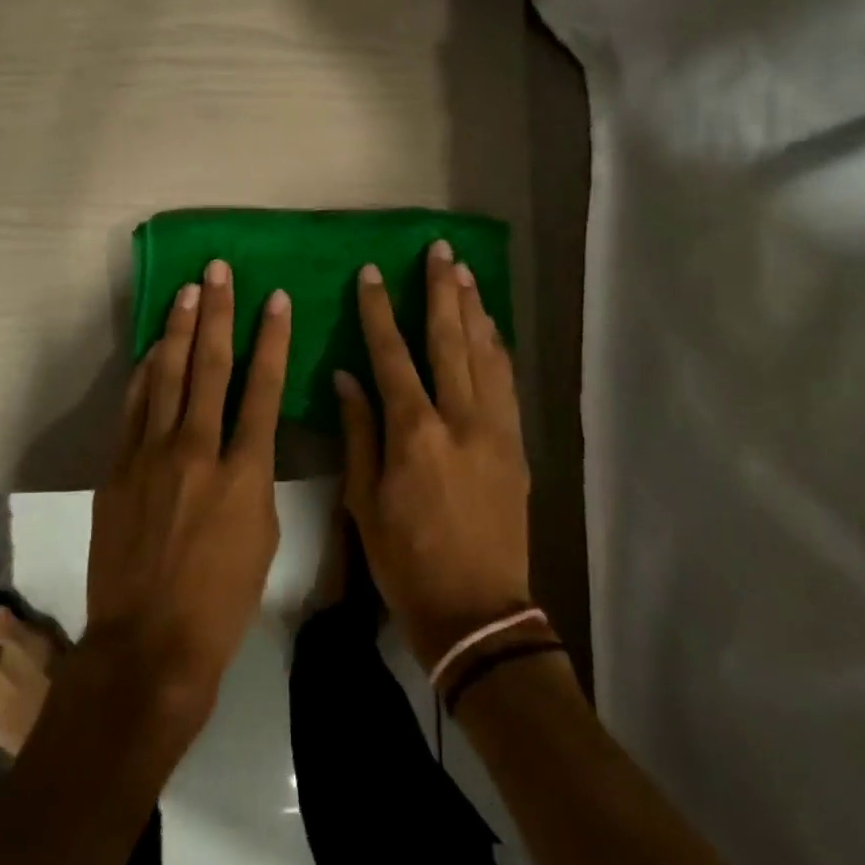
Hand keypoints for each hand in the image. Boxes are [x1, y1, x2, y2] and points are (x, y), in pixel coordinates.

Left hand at [84, 259, 290, 725]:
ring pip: (168, 376)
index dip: (271, 338)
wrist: (148, 644)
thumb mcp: (263, 536)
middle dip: (218, 313)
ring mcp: (151, 455)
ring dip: (179, 330)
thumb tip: (247, 438)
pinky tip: (155, 348)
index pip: (262, 387)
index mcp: (244, 472)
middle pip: (209, 367)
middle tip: (218, 271)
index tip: (275, 298)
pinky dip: (146, 372)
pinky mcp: (118, 468)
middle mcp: (197, 450)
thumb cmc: (222, 599)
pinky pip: (134, 406)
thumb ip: (257, 476)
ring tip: (188, 291)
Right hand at [336, 242, 533, 672]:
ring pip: (485, 353)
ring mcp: (496, 429)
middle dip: (441, 291)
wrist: (478, 612)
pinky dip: (498, 348)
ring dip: (473, 309)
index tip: (371, 275)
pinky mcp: (517, 445)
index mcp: (414, 432)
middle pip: (450, 339)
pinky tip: (491, 327)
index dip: (379, 312)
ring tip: (464, 273)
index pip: (392, 355)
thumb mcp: (364, 501)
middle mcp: (460, 418)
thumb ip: (358, 432)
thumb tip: (346, 377)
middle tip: (438, 251)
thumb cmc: (406, 561)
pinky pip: (508, 382)